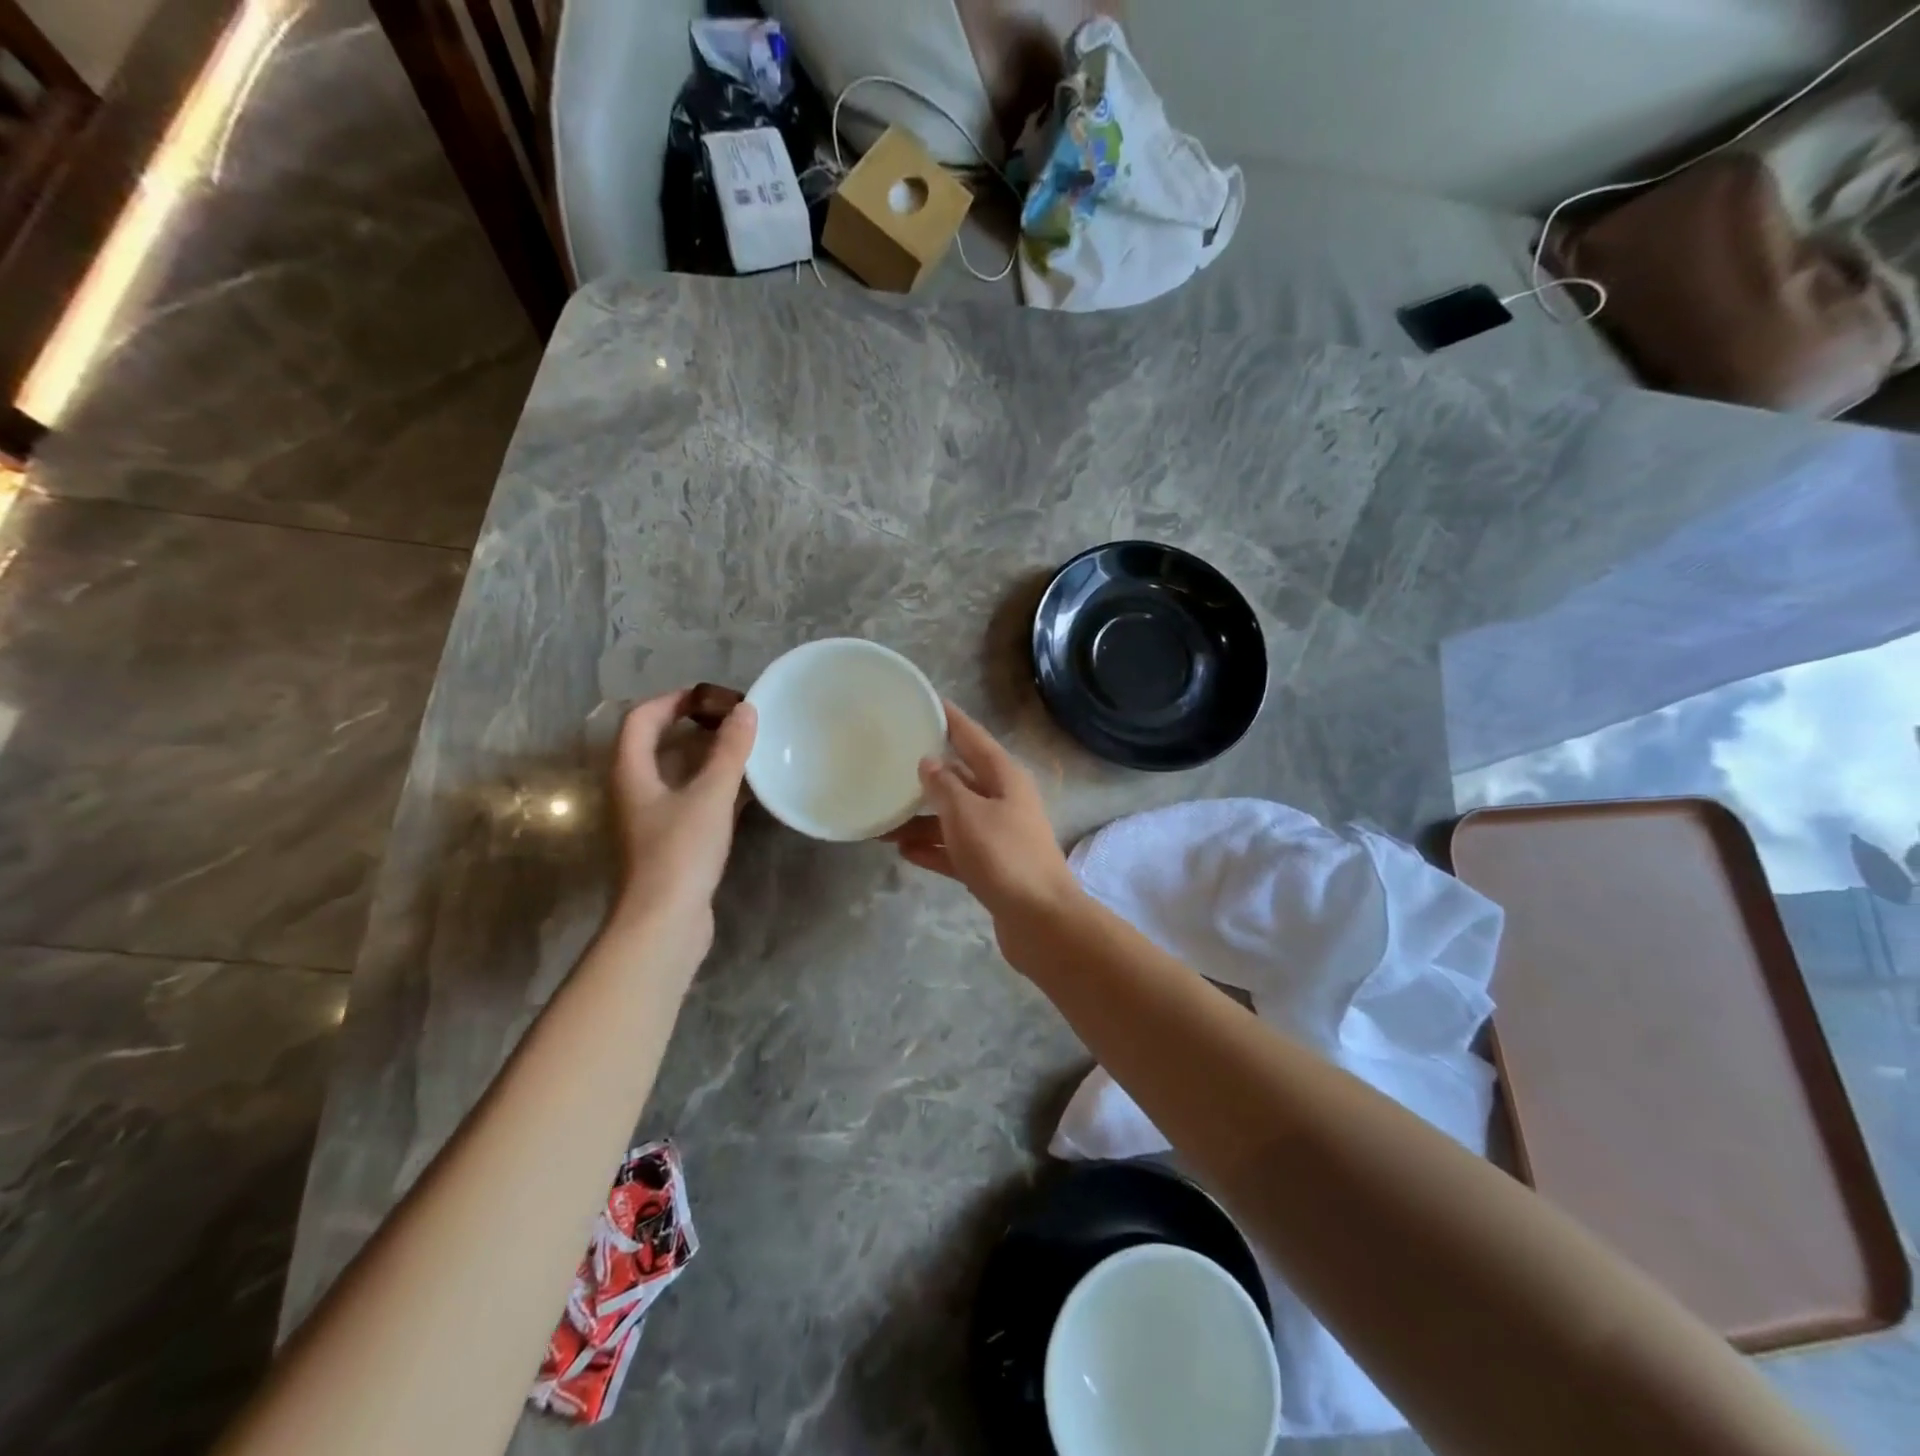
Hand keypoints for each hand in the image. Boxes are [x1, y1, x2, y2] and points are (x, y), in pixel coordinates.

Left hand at [609, 688, 755, 950]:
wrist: (664, 923)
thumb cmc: (680, 853)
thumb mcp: (710, 796)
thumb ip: (730, 751)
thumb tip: (746, 710)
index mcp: (631, 772)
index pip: (642, 718)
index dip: (673, 700)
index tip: (711, 697)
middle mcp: (635, 791)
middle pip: (658, 744)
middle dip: (694, 727)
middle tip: (735, 721)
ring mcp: (651, 819)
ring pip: (677, 774)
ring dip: (708, 758)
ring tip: (746, 750)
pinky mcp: (671, 842)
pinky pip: (692, 801)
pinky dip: (715, 788)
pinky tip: (747, 791)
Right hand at [888, 702, 1081, 932]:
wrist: (1040, 920)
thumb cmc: (1004, 856)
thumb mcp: (967, 814)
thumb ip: (944, 786)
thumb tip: (929, 762)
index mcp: (1004, 778)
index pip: (972, 737)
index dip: (949, 719)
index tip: (925, 702)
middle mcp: (1004, 801)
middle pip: (961, 779)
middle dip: (927, 775)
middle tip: (889, 764)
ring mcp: (999, 836)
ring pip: (954, 818)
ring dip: (922, 820)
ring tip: (882, 822)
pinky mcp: (992, 868)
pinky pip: (956, 850)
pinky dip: (933, 849)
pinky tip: (902, 851)